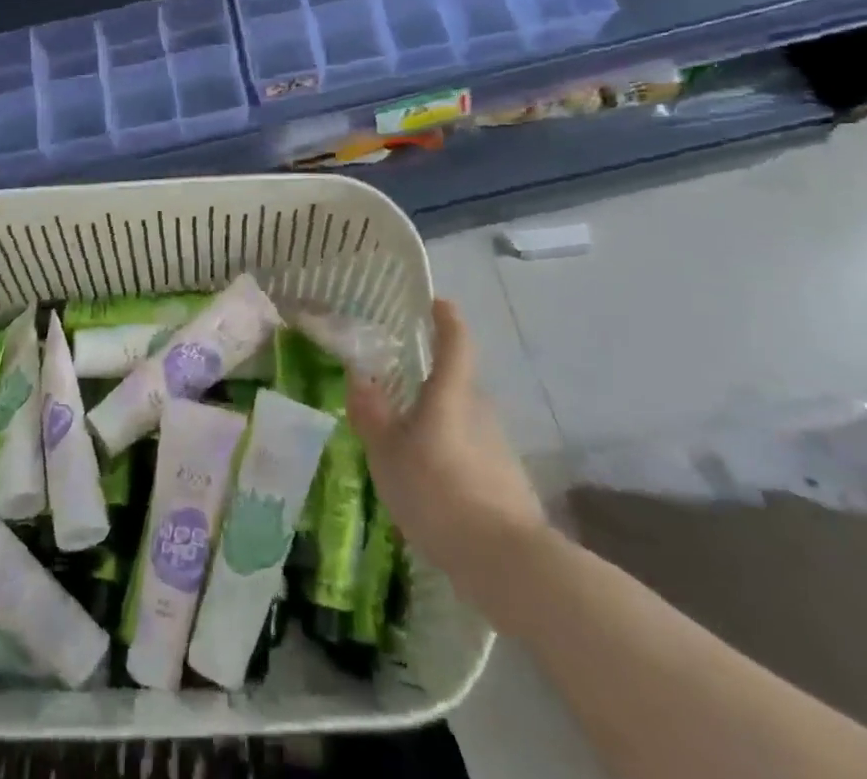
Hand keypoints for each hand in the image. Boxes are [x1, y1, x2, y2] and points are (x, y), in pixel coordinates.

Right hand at [348, 299, 546, 577]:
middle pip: (457, 384)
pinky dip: (451, 459)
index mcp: (451, 394)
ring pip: (463, 422)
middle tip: (396, 390)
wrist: (508, 565)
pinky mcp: (507, 482)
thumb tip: (358, 376)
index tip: (435, 303)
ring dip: (438, 425)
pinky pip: (472, 455)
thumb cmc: (439, 494)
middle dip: (430, 383)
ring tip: (406, 447)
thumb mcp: (388, 454)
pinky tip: (431, 488)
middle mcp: (480, 411)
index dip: (446, 318)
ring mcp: (498, 448)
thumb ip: (372, 414)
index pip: (455, 342)